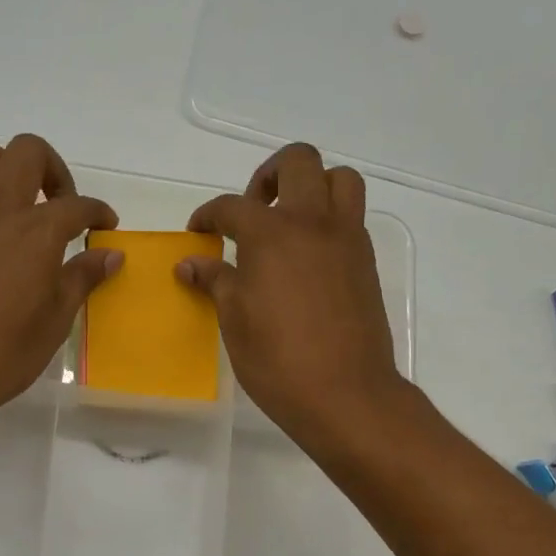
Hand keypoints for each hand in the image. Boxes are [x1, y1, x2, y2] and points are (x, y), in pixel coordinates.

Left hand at [0, 134, 119, 428]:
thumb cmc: (2, 355)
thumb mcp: (56, 321)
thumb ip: (82, 278)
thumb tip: (110, 255)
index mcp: (35, 232)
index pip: (77, 205)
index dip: (99, 212)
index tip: (106, 227)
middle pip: (26, 151)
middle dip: (52, 168)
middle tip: (59, 204)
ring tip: (9, 198)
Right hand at [178, 143, 403, 446]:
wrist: (346, 393)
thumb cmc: (278, 359)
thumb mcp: (234, 320)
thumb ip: (214, 282)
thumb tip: (189, 264)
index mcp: (272, 233)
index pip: (231, 207)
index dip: (208, 216)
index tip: (198, 234)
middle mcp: (313, 222)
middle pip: (298, 162)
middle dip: (268, 176)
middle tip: (252, 211)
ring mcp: (346, 239)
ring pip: (339, 179)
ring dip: (312, 186)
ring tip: (289, 222)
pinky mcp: (366, 261)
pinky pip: (351, 216)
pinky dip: (330, 218)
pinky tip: (308, 257)